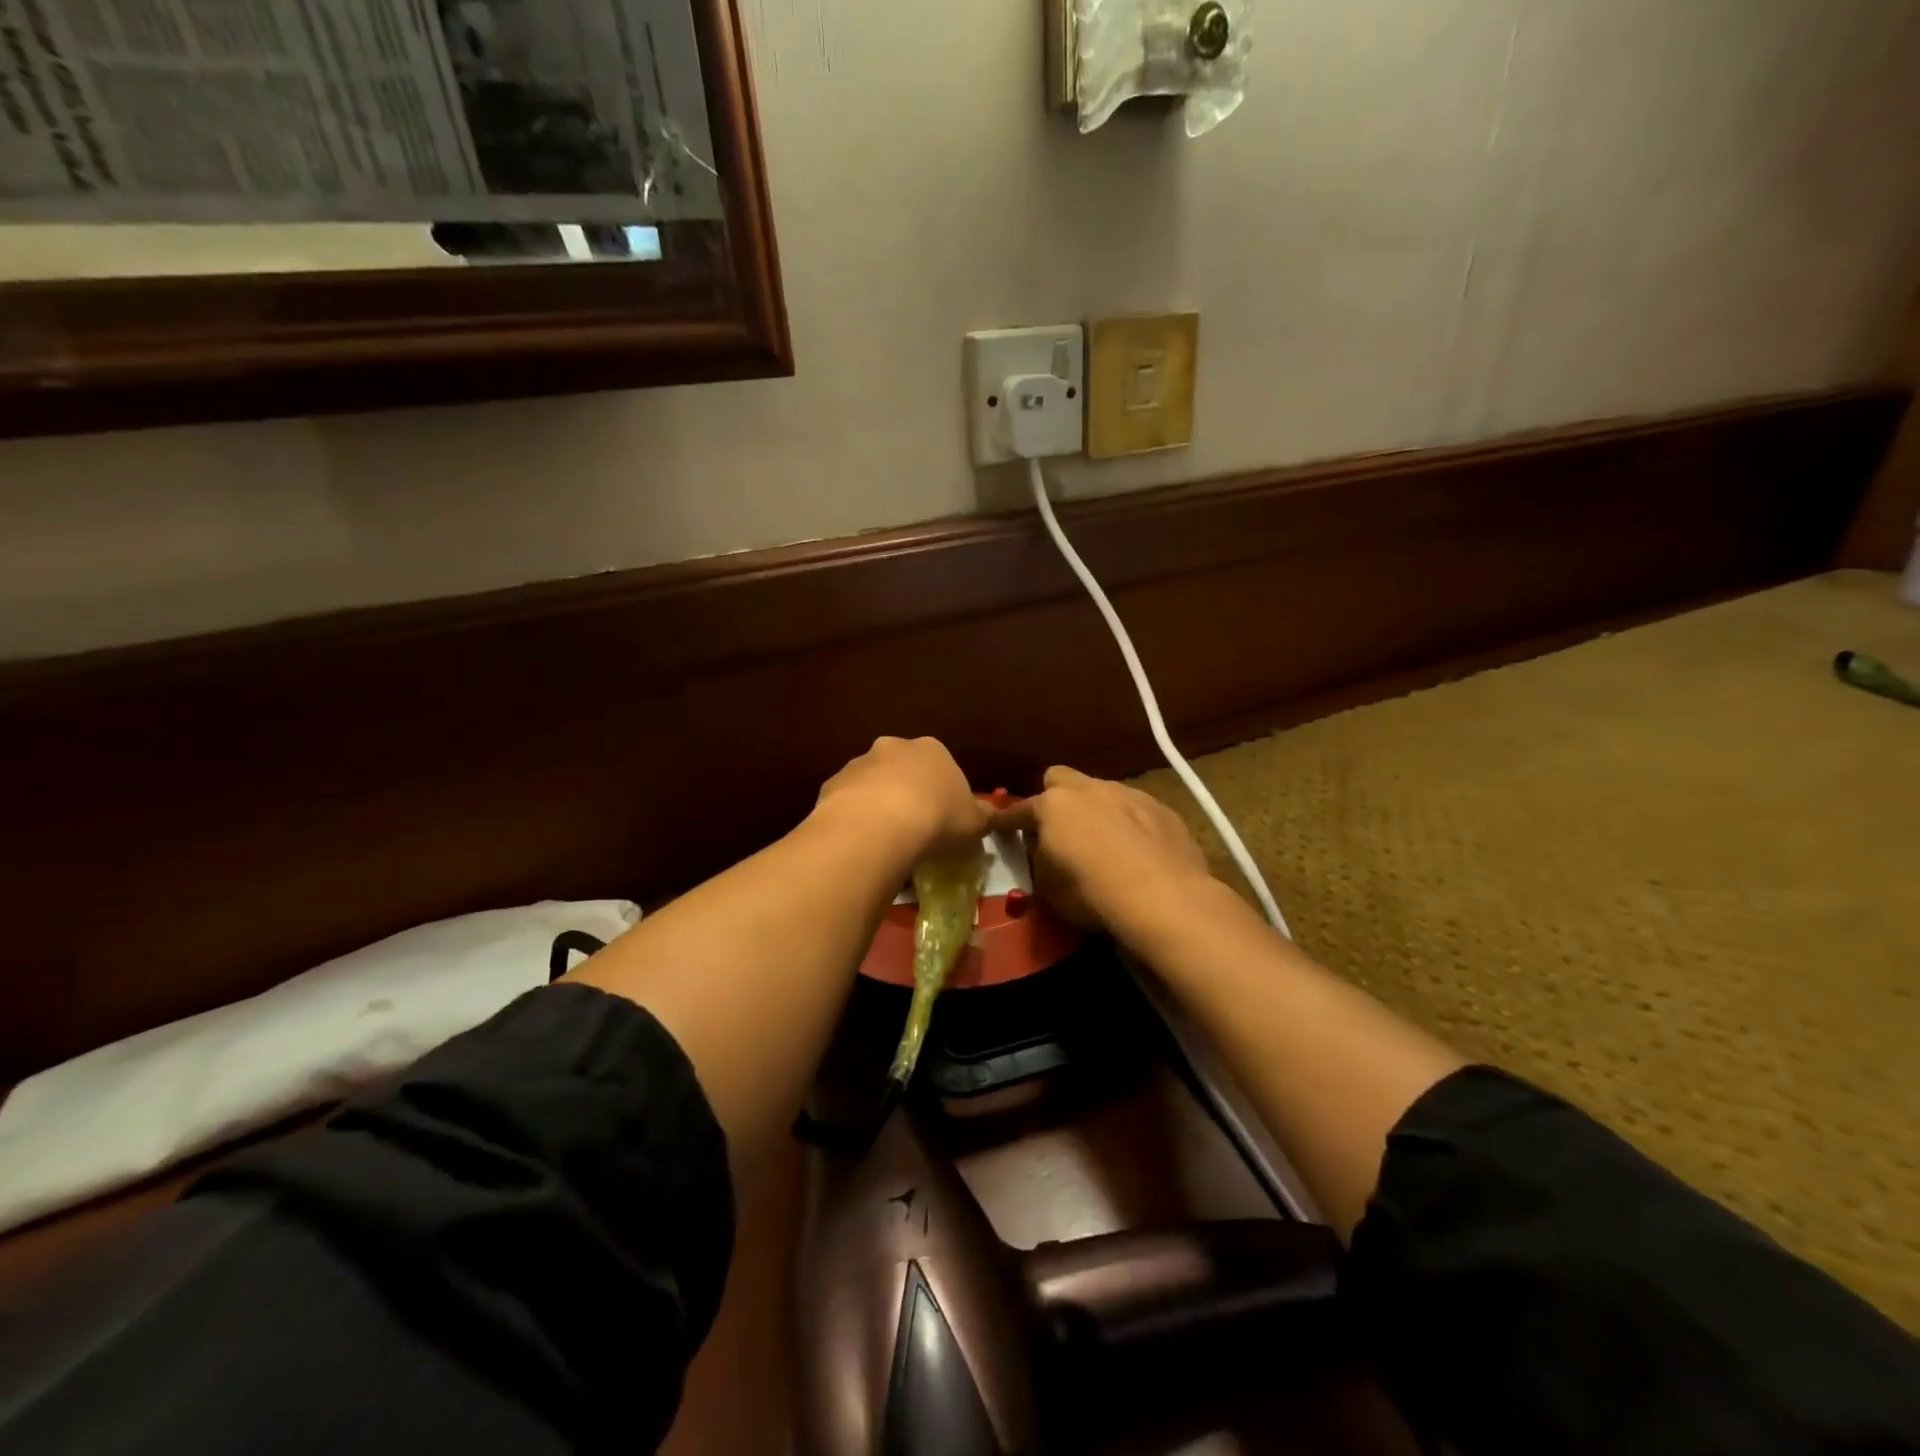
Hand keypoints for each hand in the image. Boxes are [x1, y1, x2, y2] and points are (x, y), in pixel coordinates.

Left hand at [814, 736, 989, 861]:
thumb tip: (990, 815)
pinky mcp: (832, 785)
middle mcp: (893, 747)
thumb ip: (983, 816)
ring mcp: (858, 764)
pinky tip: (861, 844)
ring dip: (877, 806)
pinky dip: (854, 819)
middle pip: (903, 770)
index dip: (943, 795)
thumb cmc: (937, 819)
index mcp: (932, 749)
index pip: (941, 767)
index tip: (943, 821)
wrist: (878, 827)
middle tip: (913, 830)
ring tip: (885, 842)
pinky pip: (847, 804)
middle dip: (907, 794)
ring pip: (872, 785)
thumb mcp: (975, 823)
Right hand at [993, 766, 1215, 937]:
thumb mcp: (1047, 887)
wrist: (1164, 897)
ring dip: (1096, 810)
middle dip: (1054, 797)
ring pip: (1102, 791)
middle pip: (1060, 778)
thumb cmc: (1092, 893)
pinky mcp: (1162, 808)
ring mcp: (1129, 793)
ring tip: (1105, 841)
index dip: (1007, 821)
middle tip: (1058, 826)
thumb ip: (1039, 859)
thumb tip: (1043, 849)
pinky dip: (1130, 824)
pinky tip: (1138, 850)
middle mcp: (1089, 789)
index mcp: (1053, 805)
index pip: (1019, 810)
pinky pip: (1136, 809)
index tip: (1000, 828)